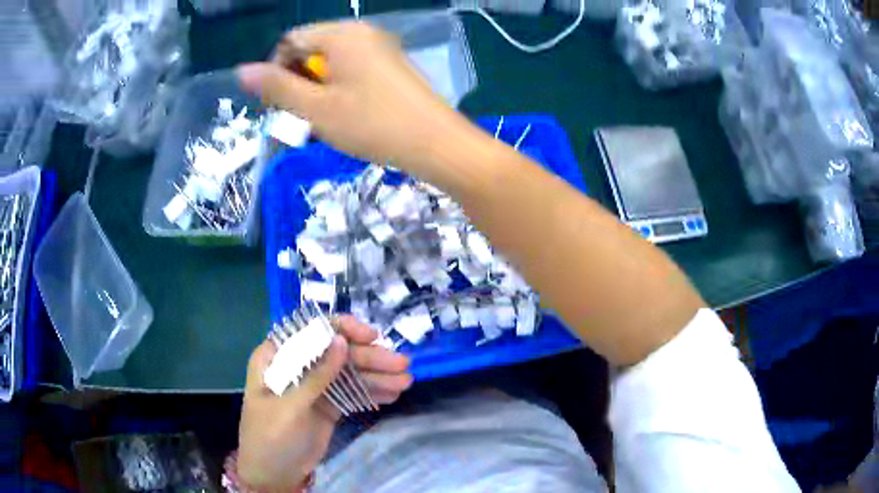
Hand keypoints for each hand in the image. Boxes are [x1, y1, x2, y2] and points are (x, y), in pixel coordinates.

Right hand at [237, 22, 473, 176]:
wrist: (436, 144)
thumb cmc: (373, 125)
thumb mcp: (316, 109)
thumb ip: (277, 87)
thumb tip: (241, 71)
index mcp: (342, 34)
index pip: (290, 42)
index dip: (277, 72)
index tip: (279, 106)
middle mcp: (362, 33)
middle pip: (311, 51)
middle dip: (299, 84)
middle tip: (304, 118)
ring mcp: (380, 47)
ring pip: (330, 64)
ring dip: (318, 92)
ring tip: (325, 122)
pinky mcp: (390, 65)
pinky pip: (351, 71)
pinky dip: (339, 91)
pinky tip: (347, 116)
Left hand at [237, 316, 411, 489]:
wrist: (273, 475)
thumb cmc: (270, 437)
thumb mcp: (290, 407)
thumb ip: (316, 376)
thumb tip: (341, 340)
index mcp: (275, 357)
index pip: (310, 331)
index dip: (342, 329)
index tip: (372, 337)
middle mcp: (296, 366)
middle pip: (335, 353)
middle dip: (369, 358)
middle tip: (401, 365)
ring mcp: (313, 387)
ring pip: (348, 373)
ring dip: (376, 376)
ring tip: (405, 382)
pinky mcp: (327, 405)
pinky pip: (351, 393)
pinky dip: (370, 393)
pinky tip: (392, 394)